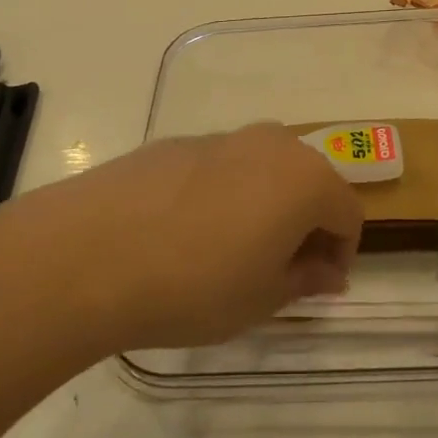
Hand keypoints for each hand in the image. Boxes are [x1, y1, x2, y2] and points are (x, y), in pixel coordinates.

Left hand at [0, 123, 363, 352]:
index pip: (348, 213)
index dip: (341, 253)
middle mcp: (270, 144)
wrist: (89, 253)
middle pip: (309, 181)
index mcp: (305, 179)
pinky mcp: (174, 142)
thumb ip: (305, 279)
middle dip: (306, 223)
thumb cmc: (195, 285)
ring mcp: (219, 138)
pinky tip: (185, 233)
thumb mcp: (262, 299)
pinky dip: (223, 194)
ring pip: (263, 169)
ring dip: (264, 205)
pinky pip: (219, 166)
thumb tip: (327, 271)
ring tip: (232, 251)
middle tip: (280, 269)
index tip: (318, 285)